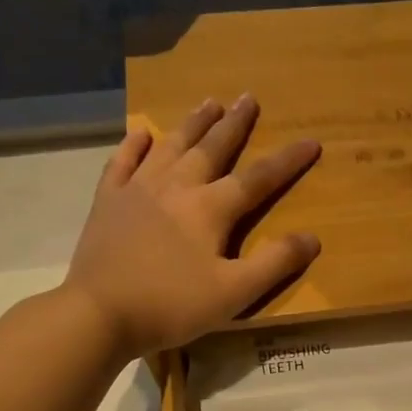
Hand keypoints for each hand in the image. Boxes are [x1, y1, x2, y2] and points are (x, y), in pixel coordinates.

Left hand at [62, 96, 320, 355]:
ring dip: (192, 124)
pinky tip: (141, 133)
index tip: (311, 141)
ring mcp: (137, 190)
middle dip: (234, 124)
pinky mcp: (108, 202)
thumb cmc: (172, 306)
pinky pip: (122, 163)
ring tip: (208, 102)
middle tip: (247, 97)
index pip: (258, 178)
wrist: (99, 313)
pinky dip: (134, 145)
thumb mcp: (234, 293)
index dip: (287, 160)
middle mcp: (176, 187)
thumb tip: (312, 237)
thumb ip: (274, 263)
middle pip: (211, 148)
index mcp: (210, 209)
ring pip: (170, 147)